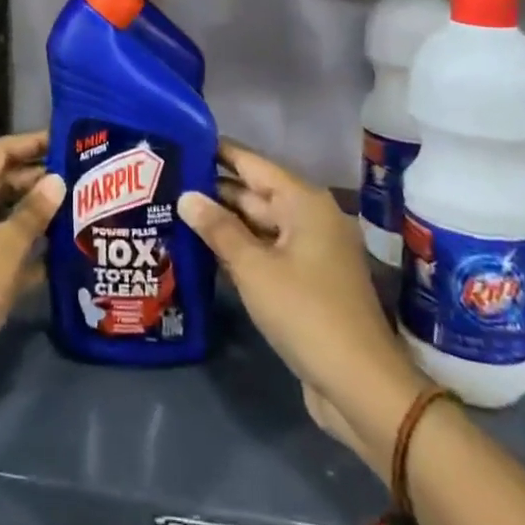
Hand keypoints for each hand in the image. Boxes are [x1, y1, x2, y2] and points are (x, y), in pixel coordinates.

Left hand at [0, 131, 65, 428]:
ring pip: (4, 218)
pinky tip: (64, 251)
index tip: (63, 139)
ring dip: (36, 214)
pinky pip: (5, 250)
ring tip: (78, 207)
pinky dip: (29, 248)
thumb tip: (57, 180)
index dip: (28, 144)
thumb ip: (33, 211)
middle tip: (79, 175)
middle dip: (36, 179)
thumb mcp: (5, 245)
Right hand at [180, 139, 424, 477]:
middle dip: (212, 189)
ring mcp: (308, 251)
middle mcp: (308, 218)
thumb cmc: (306, 313)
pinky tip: (201, 251)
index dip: (217, 151)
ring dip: (221, 223)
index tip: (180, 139)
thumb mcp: (254, 268)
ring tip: (172, 211)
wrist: (360, 385)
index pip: (251, 163)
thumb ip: (218, 229)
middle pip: (252, 194)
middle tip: (165, 181)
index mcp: (302, 202)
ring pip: (256, 226)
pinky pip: (264, 253)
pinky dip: (237, 250)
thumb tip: (186, 195)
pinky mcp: (305, 282)